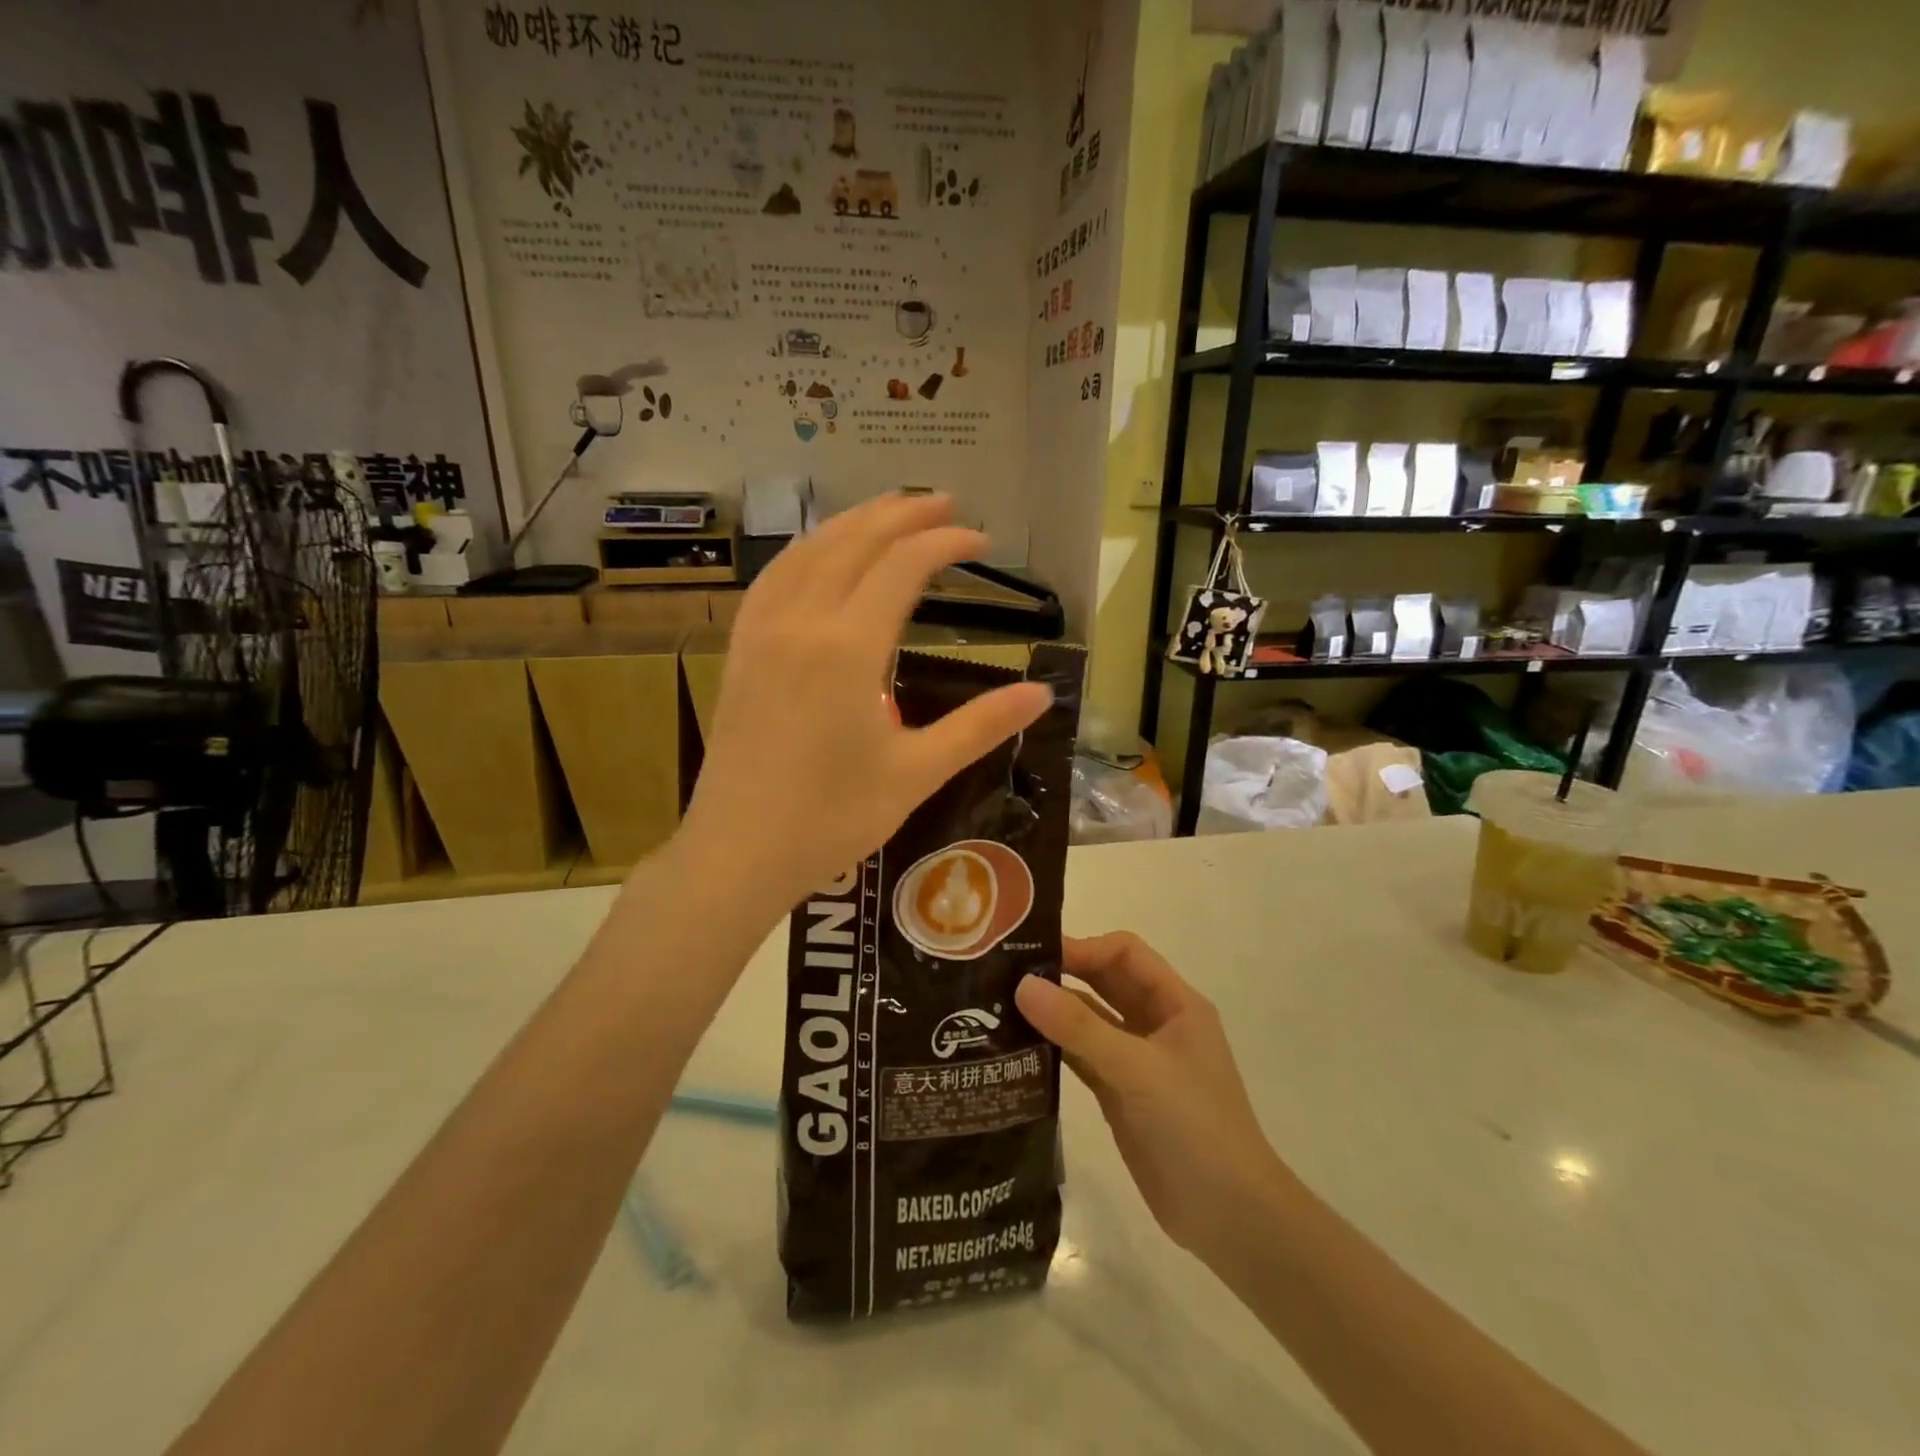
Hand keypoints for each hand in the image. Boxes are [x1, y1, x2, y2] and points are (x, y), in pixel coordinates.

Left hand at [679, 492, 1051, 912]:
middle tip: (945, 504)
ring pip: (808, 551)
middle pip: (854, 541)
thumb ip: (980, 726)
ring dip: (852, 523)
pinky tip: (818, 556)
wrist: (738, 853)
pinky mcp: (740, 650)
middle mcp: (802, 622)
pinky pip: (773, 578)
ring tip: (889, 514)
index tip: (982, 540)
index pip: (904, 567)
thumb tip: (1043, 693)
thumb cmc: (832, 819)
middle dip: (902, 514)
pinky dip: (806, 551)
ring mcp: (762, 633)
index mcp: (849, 649)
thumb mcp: (916, 773)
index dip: (946, 543)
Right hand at [1015, 933, 1290, 1259]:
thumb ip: (1080, 1027)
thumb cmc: (1195, 1127)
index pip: (1124, 953)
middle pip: (1104, 981)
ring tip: (1002, 1006)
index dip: (1083, 947)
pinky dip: (1055, 1048)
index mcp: (1175, 1003)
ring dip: (1054, 1011)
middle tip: (1007, 973)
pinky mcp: (1120, 1093)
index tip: (1035, 956)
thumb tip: (1023, 985)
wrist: (1230, 1218)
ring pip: (1090, 1019)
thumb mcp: (1138, 1069)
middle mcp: (1156, 1023)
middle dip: (1063, 974)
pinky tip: (1018, 1046)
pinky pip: (1082, 1056)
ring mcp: (1137, 1060)